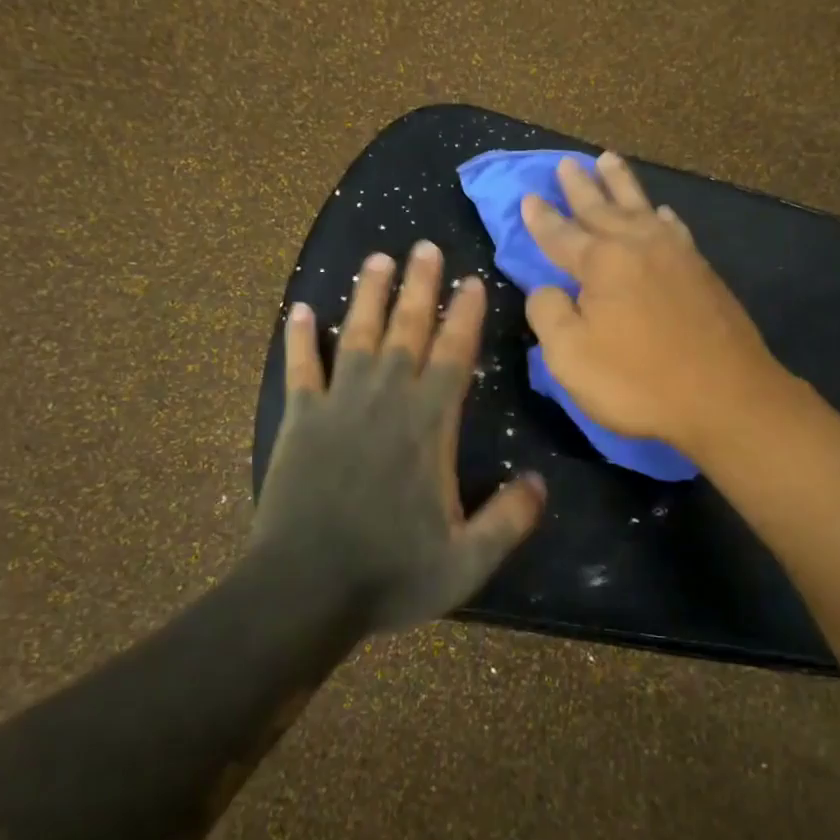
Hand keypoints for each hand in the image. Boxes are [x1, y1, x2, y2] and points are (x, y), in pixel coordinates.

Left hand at [256, 241, 545, 630]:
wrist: (303, 592)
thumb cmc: (390, 574)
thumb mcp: (467, 561)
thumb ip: (509, 520)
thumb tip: (539, 482)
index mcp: (428, 426)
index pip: (453, 356)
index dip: (465, 316)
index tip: (472, 281)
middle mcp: (385, 401)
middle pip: (407, 330)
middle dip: (419, 286)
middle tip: (425, 247)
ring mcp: (338, 405)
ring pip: (357, 335)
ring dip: (368, 295)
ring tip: (377, 258)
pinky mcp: (300, 420)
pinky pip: (300, 368)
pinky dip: (299, 338)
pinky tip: (299, 309)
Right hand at [520, 152, 785, 458]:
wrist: (726, 397)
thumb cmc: (639, 381)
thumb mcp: (571, 356)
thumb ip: (549, 314)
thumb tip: (546, 289)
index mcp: (602, 263)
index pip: (562, 234)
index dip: (542, 218)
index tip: (529, 197)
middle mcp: (639, 246)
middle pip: (602, 208)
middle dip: (581, 187)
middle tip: (566, 163)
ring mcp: (677, 256)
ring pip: (642, 208)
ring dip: (621, 185)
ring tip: (608, 161)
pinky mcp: (704, 274)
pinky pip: (676, 229)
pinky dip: (662, 216)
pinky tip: (663, 213)